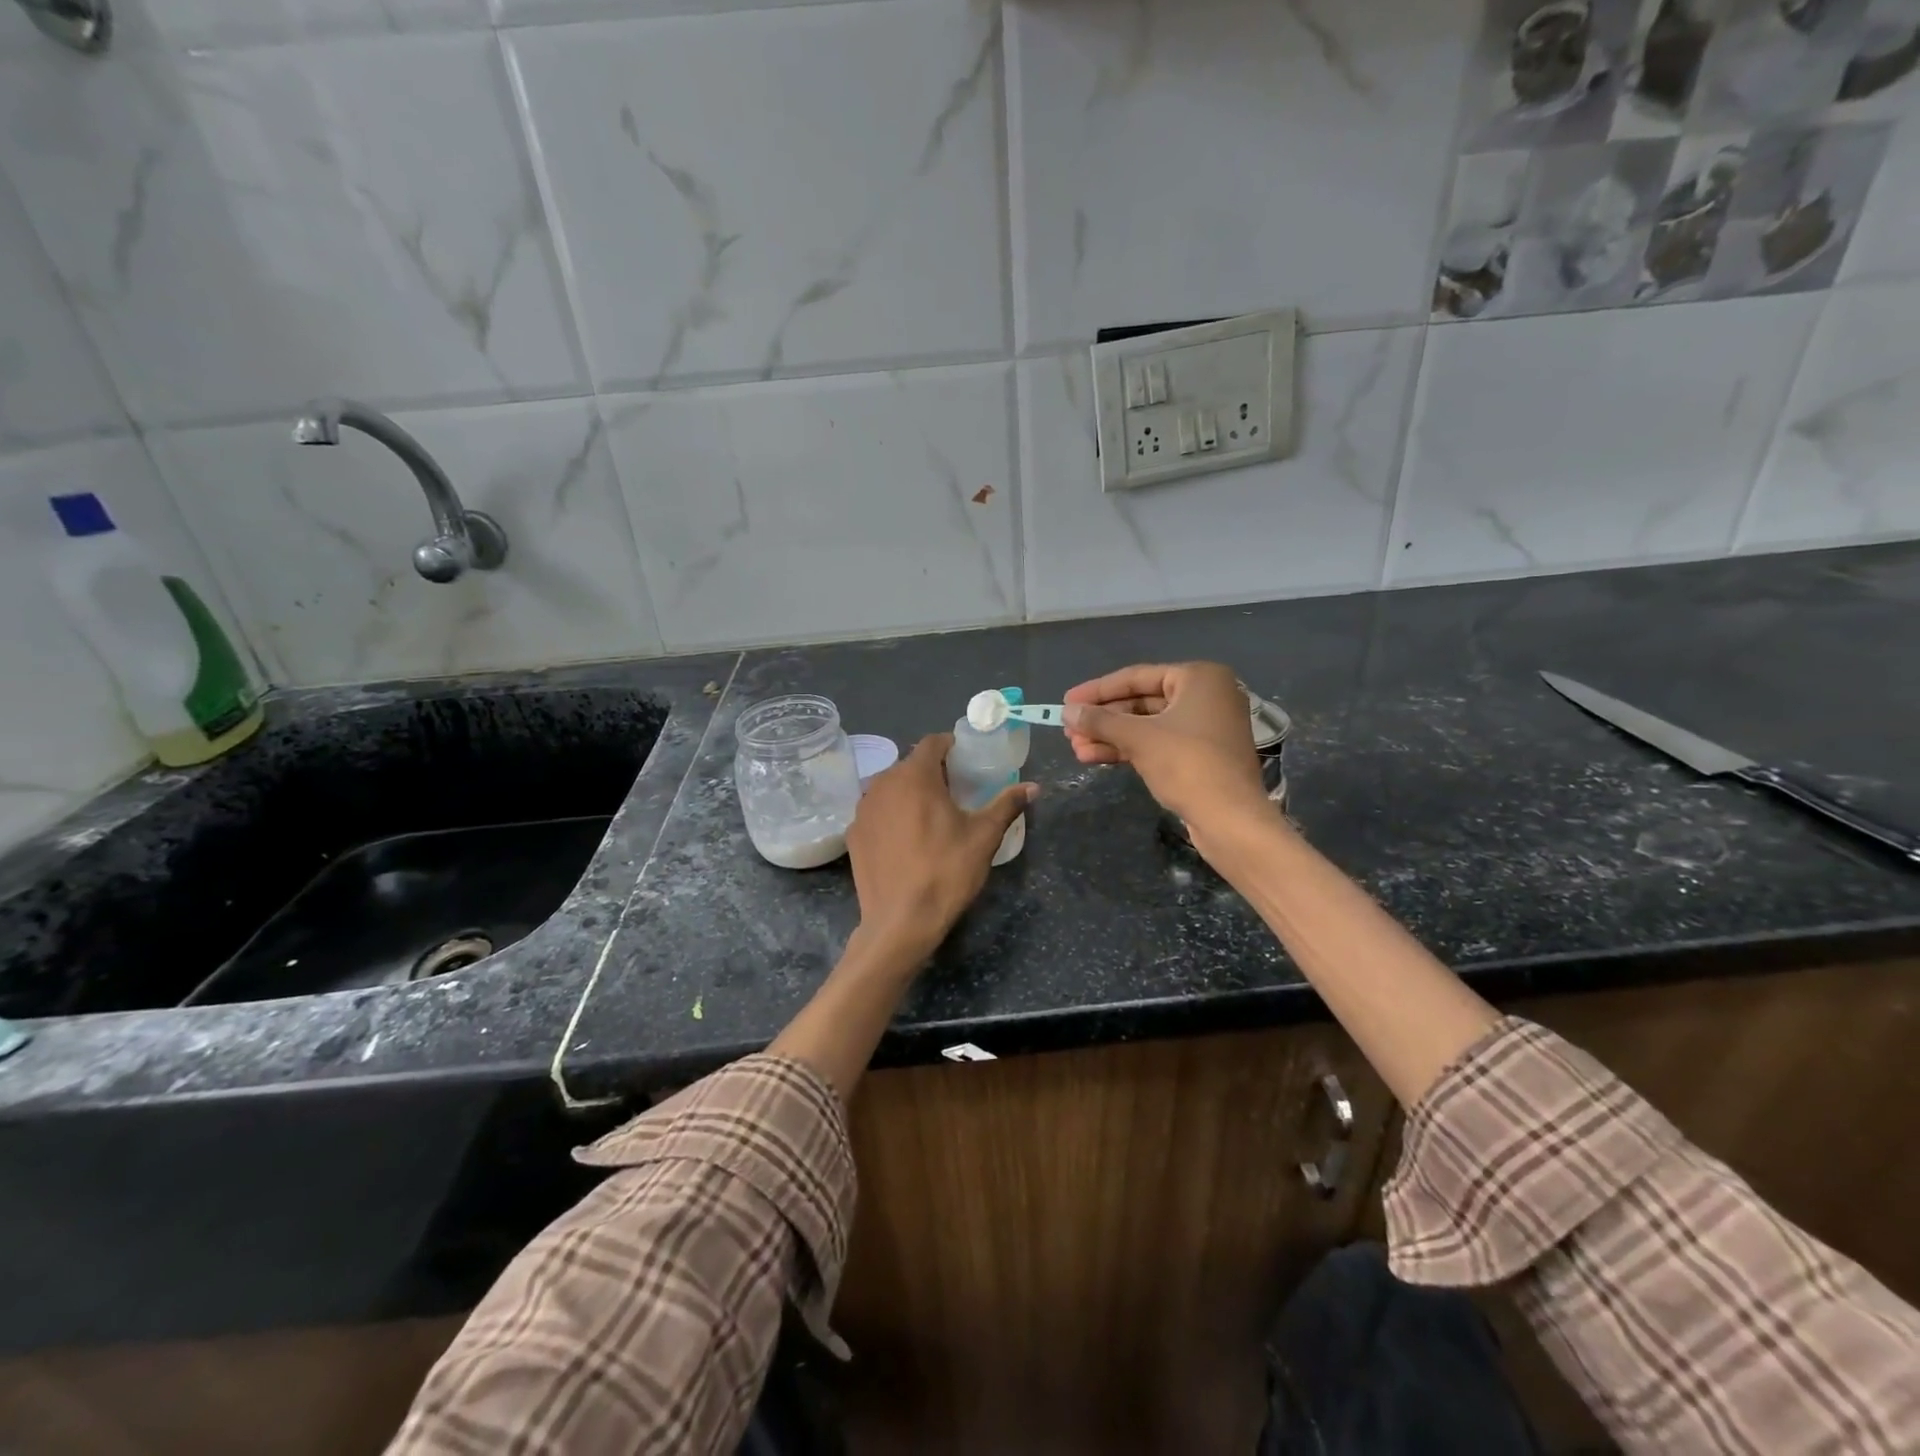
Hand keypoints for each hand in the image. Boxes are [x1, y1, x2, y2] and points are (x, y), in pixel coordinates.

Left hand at [845, 734, 1034, 965]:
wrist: (900, 922)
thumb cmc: (946, 872)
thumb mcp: (984, 837)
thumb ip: (1006, 805)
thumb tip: (1033, 787)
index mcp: (915, 776)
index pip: (932, 742)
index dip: (950, 747)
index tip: (966, 762)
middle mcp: (882, 783)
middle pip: (910, 765)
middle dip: (932, 772)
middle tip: (955, 793)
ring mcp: (863, 809)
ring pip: (890, 788)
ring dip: (909, 793)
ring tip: (930, 817)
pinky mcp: (853, 834)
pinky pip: (876, 812)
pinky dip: (891, 816)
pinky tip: (905, 841)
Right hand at [1063, 662, 1268, 828]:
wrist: (1230, 819)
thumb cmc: (1187, 764)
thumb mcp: (1138, 738)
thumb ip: (1099, 720)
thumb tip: (1067, 711)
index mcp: (1199, 678)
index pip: (1136, 677)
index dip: (1097, 690)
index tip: (1066, 701)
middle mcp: (1206, 695)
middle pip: (1141, 702)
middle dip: (1103, 718)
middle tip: (1069, 729)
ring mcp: (1205, 727)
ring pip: (1147, 726)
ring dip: (1110, 736)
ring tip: (1076, 748)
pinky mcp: (1200, 755)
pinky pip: (1158, 743)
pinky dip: (1128, 749)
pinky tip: (1095, 757)